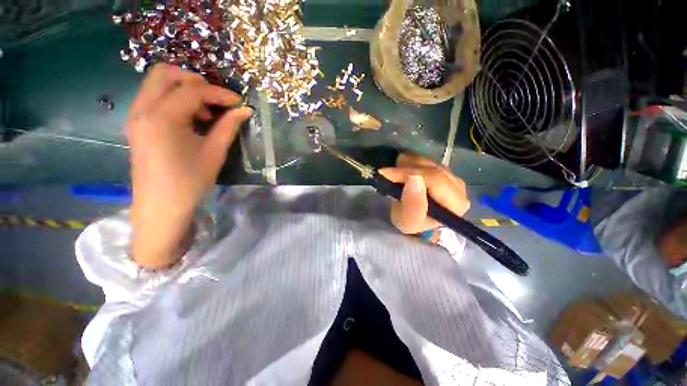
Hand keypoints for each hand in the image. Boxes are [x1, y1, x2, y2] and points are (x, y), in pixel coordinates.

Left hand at [127, 64, 251, 267]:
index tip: (239, 102)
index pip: (193, 90)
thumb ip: (229, 126)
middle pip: (166, 73)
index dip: (220, 93)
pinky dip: (174, 99)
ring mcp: (136, 115)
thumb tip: (245, 110)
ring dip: (184, 89)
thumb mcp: (214, 152)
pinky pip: (154, 97)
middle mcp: (143, 109)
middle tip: (217, 100)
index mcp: (162, 117)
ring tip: (205, 112)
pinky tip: (190, 119)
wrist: (161, 206)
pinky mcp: (137, 123)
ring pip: (157, 83)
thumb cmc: (190, 181)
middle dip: (196, 81)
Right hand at [379, 153, 469, 235]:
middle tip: (387, 173)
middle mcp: (459, 186)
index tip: (385, 174)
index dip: (408, 173)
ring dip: (407, 165)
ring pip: (426, 161)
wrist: (415, 220)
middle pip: (430, 168)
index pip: (434, 179)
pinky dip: (410, 162)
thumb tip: (413, 178)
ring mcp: (451, 175)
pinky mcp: (442, 169)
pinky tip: (403, 170)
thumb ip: (413, 204)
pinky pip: (425, 158)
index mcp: (456, 203)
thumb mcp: (409, 222)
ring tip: (394, 174)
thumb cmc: (412, 224)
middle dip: (405, 169)